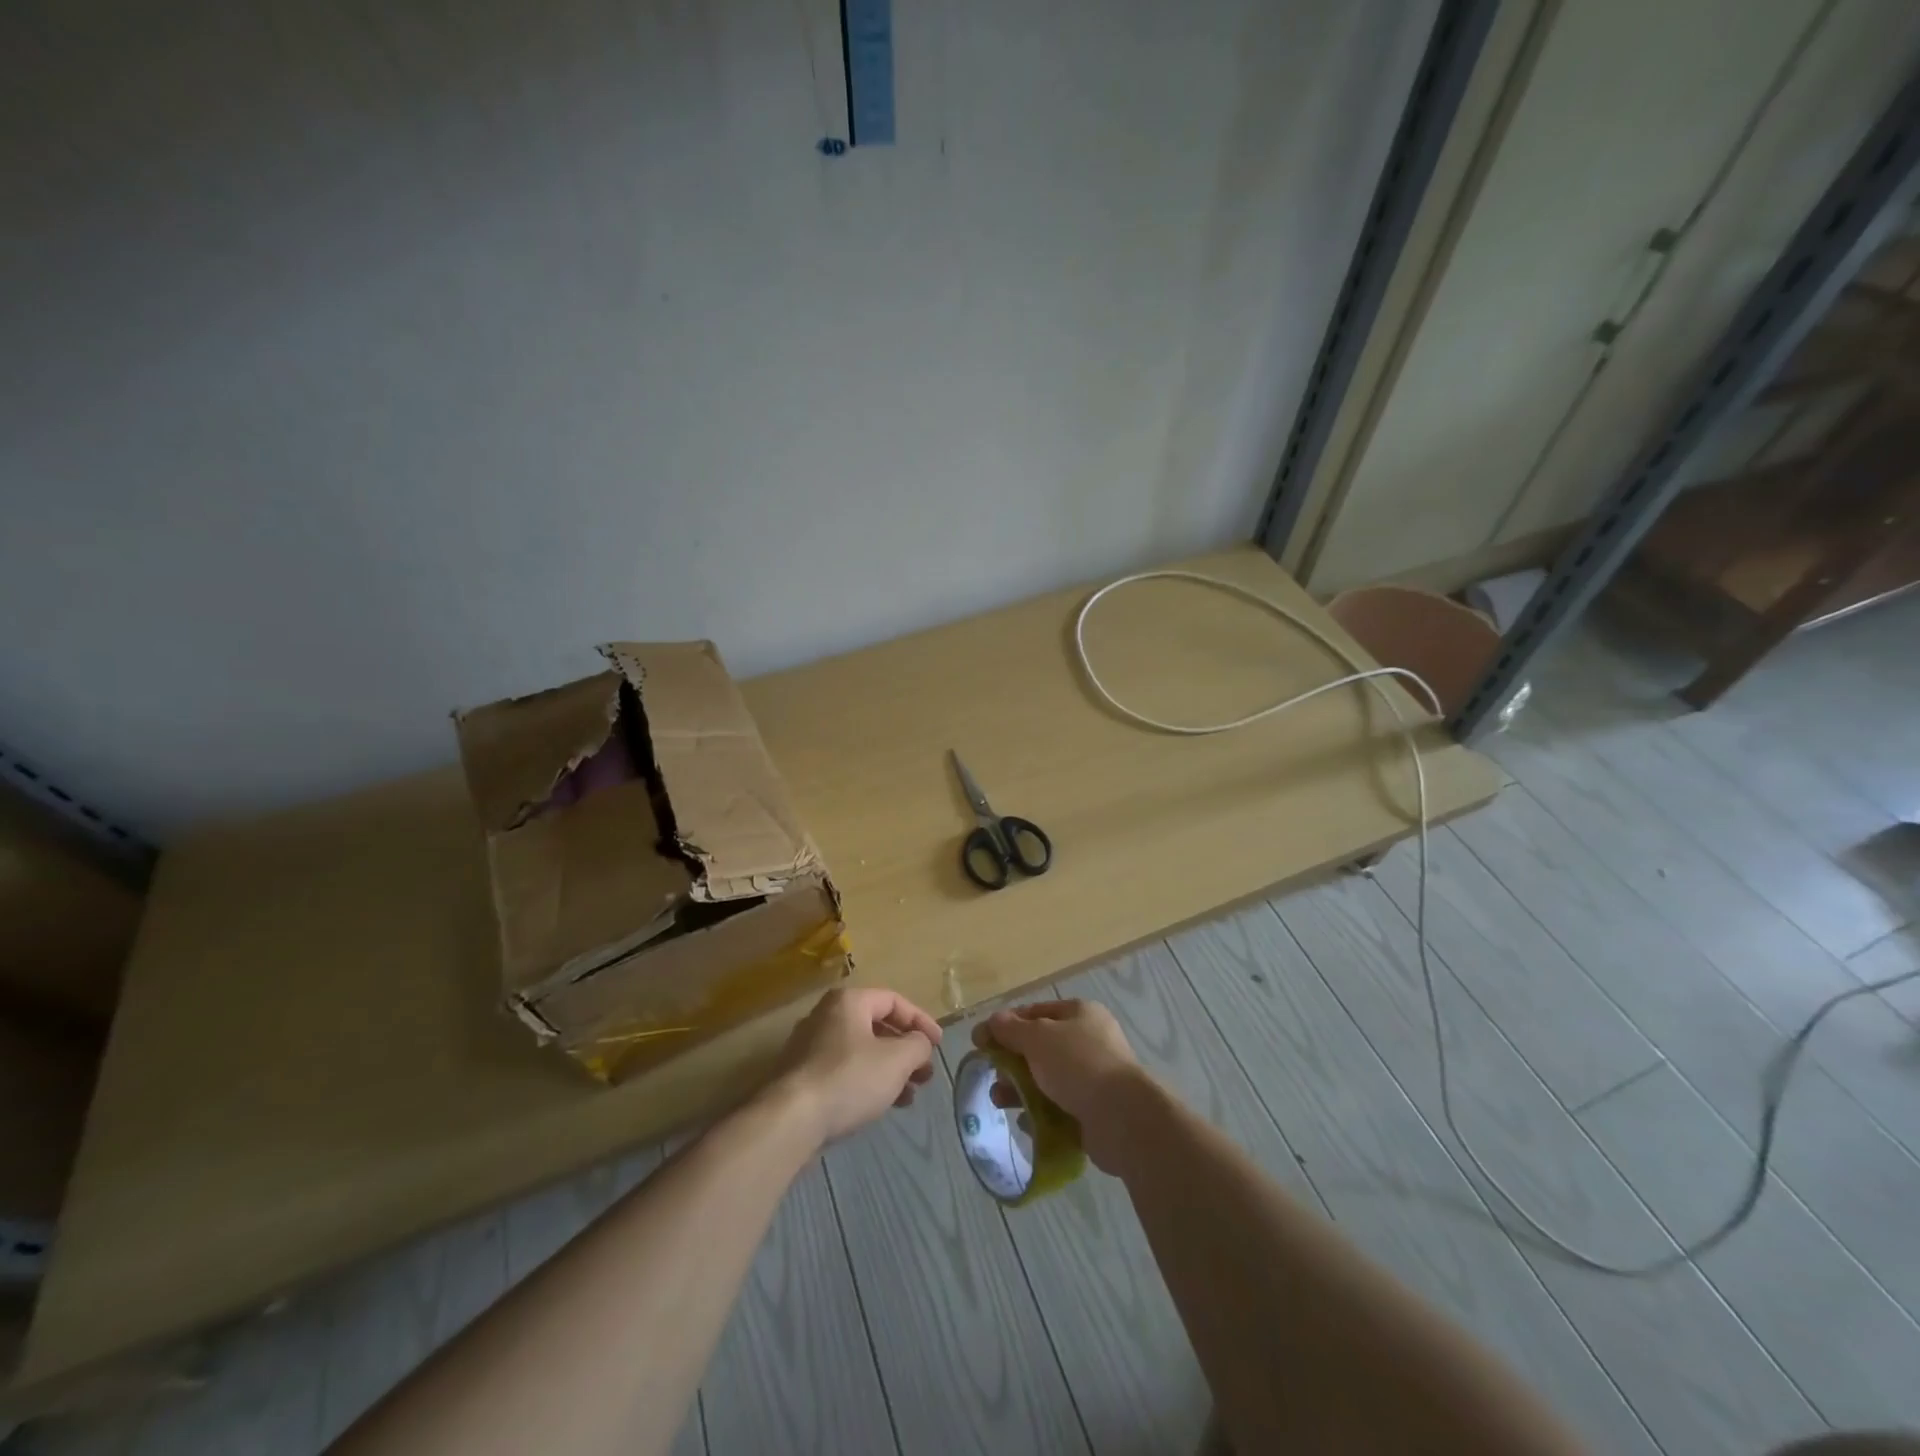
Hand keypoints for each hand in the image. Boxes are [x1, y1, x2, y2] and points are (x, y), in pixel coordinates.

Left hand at [773, 987, 941, 1144]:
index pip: (894, 1001)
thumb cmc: (849, 1079)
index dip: (921, 1021)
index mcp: (848, 1001)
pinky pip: (843, 1070)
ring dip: (889, 1070)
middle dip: (905, 1050)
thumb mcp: (896, 1060)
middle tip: (924, 1074)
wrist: (790, 1120)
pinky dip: (867, 1082)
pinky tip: (880, 1105)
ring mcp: (810, 1046)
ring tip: (908, 1096)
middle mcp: (826, 1016)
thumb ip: (917, 1045)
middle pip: (876, 1026)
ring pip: (861, 1051)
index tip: (937, 1046)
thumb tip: (920, 1043)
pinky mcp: (801, 1076)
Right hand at [975, 999, 1149, 1172]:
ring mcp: (1093, 1077)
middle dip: (1012, 1061)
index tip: (980, 1041)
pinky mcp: (1094, 1110)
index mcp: (1080, 1013)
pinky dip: (1040, 1114)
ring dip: (1021, 1089)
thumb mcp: (1038, 1038)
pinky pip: (1059, 1107)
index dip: (1006, 1024)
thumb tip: (991, 1021)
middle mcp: (1089, 1040)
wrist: (1122, 1118)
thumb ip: (1011, 1029)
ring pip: (1047, 1079)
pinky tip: (1026, 1123)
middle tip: (992, 1076)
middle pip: (1040, 1047)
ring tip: (1001, 1101)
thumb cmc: (1078, 1064)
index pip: (1035, 1012)